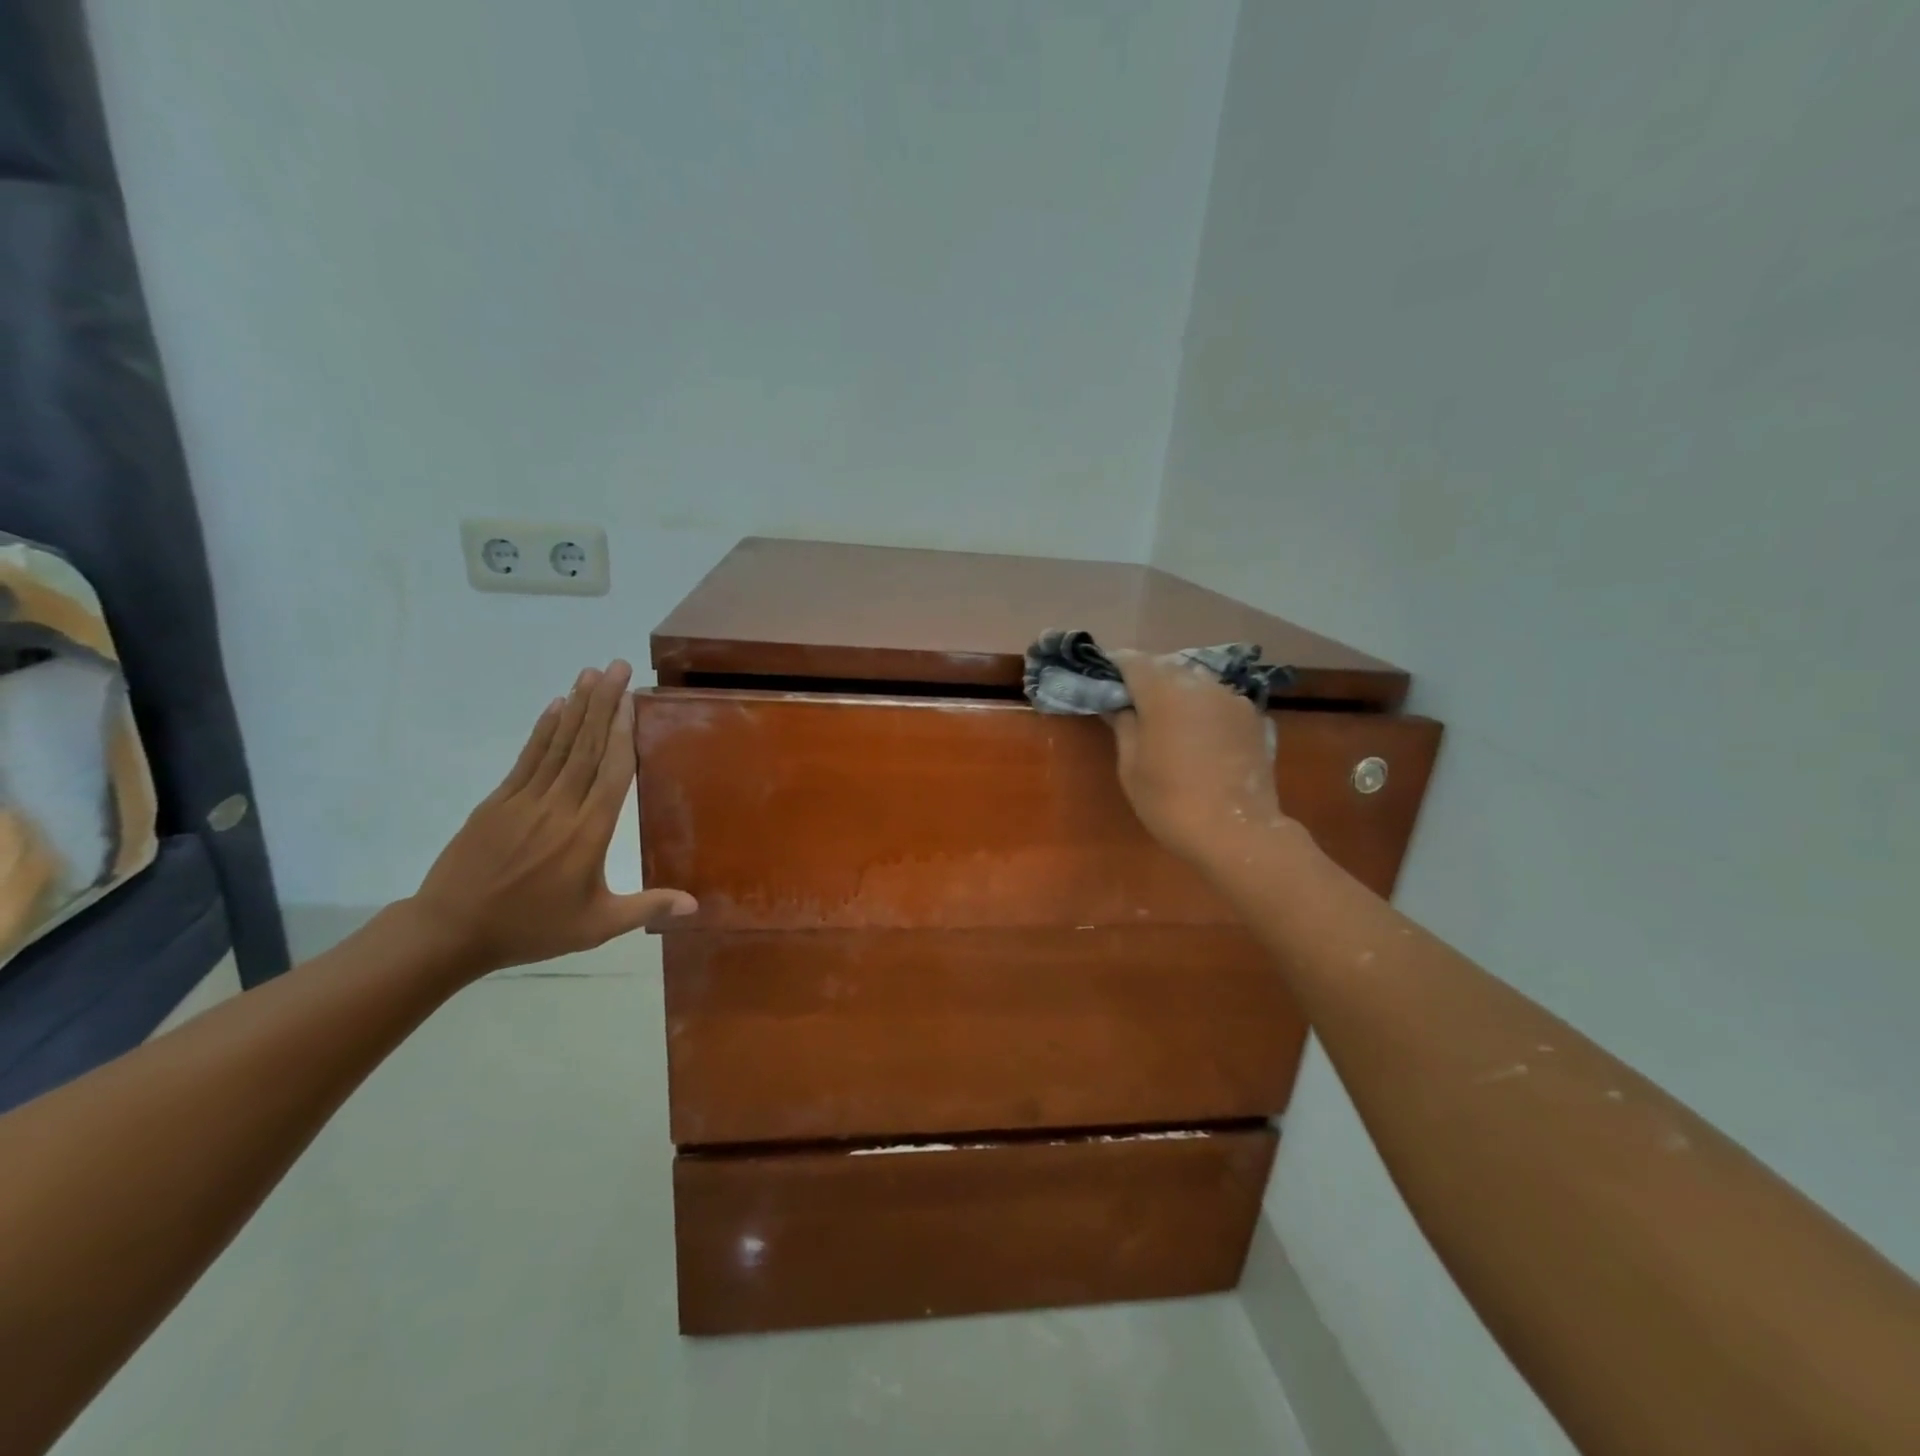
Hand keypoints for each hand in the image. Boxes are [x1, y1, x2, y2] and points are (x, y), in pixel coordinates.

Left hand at [406, 660, 695, 978]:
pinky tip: (555, 707)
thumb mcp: (596, 926)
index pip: (612, 772)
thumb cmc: (531, 928)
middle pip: (587, 747)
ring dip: (576, 707)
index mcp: (589, 833)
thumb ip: (647, 908)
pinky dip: (543, 731)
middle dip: (603, 704)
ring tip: (590, 673)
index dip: (622, 732)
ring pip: (558, 746)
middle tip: (616, 666)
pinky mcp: (498, 802)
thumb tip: (696, 904)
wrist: (451, 931)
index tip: (631, 698)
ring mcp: (525, 800)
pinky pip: (527, 759)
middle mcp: (560, 807)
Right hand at [1105, 650, 1290, 871]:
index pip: (1133, 661)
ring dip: (1178, 692)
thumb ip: (1123, 726)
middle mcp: (1201, 684)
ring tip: (1166, 718)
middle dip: (1147, 679)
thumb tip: (1118, 705)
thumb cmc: (1170, 802)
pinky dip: (1204, 709)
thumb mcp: (1131, 767)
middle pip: (1167, 667)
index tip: (1104, 679)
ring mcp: (1233, 699)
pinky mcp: (1254, 719)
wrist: (1237, 834)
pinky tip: (1198, 734)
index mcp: (1164, 692)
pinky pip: (1219, 702)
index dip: (1115, 666)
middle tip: (1131, 701)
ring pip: (1197, 682)